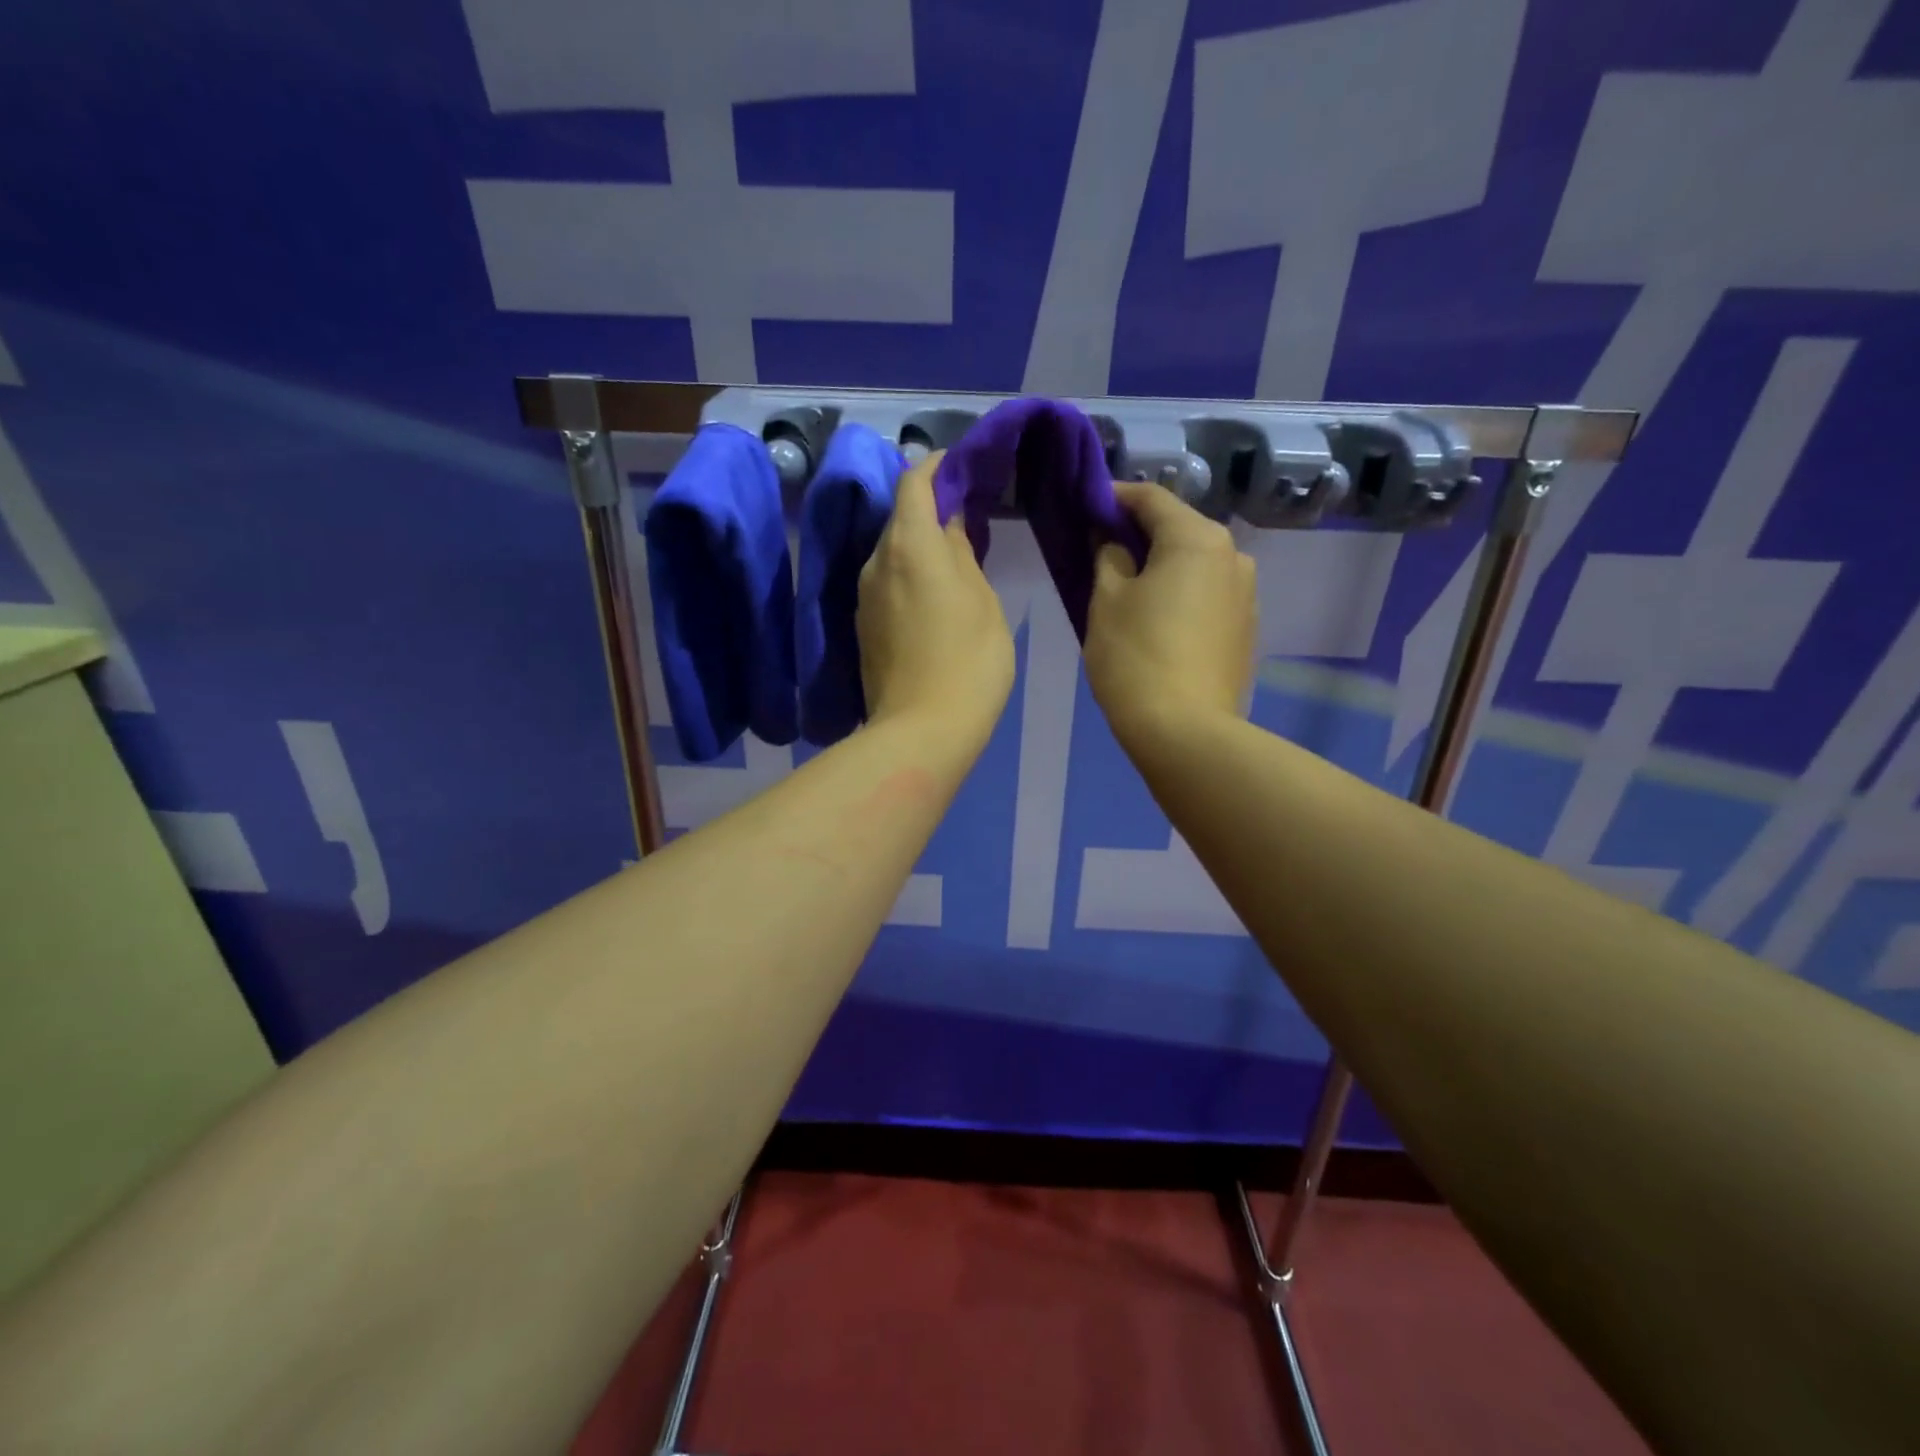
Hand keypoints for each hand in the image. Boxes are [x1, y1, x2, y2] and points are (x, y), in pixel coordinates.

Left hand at [858, 452, 1015, 749]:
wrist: (922, 731)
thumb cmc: (969, 661)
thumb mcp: (982, 600)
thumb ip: (962, 554)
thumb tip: (949, 526)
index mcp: (909, 546)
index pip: (913, 482)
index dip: (936, 467)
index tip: (962, 467)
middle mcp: (876, 562)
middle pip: (899, 516)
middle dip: (930, 508)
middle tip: (968, 516)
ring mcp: (864, 596)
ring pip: (891, 552)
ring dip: (919, 545)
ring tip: (955, 558)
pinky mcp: (863, 626)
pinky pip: (887, 582)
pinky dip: (909, 574)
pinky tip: (934, 594)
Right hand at [1084, 480, 1255, 744]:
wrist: (1186, 732)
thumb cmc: (1136, 657)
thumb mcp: (1106, 601)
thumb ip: (1107, 556)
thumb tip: (1113, 540)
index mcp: (1198, 539)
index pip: (1152, 498)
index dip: (1115, 497)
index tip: (1086, 507)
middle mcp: (1233, 556)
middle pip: (1179, 529)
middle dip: (1140, 534)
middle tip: (1101, 550)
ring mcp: (1246, 595)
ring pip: (1195, 565)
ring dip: (1162, 566)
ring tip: (1129, 589)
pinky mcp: (1246, 630)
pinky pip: (1207, 595)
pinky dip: (1181, 595)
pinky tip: (1158, 621)